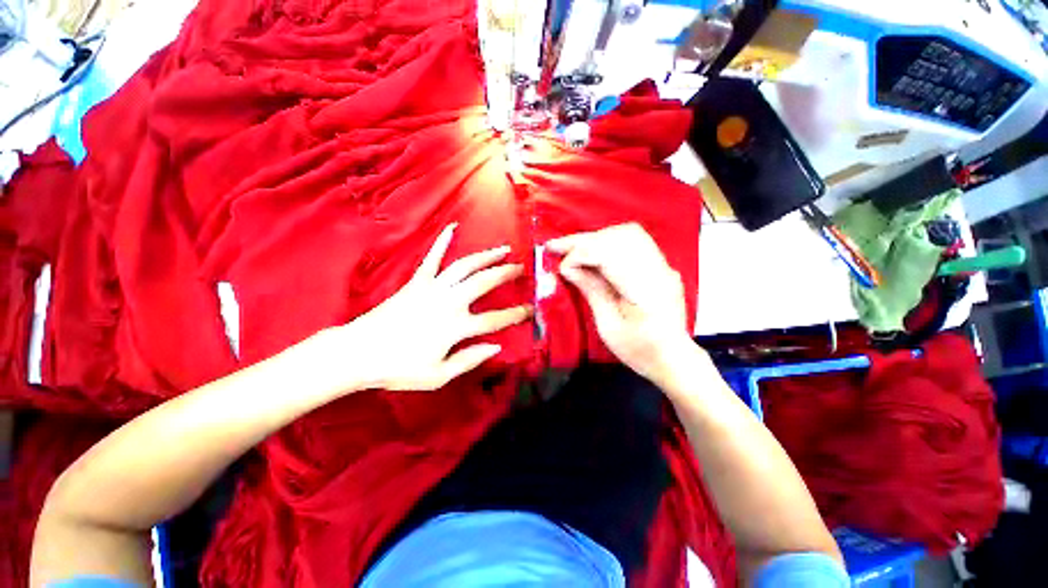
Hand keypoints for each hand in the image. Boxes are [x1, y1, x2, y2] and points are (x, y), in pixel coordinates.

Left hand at [326, 224, 531, 391]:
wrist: (359, 353)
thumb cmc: (399, 369)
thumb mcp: (438, 376)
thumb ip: (470, 359)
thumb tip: (496, 346)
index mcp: (456, 327)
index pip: (495, 319)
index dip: (516, 314)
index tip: (530, 309)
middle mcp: (449, 302)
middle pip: (484, 283)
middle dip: (505, 273)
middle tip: (520, 268)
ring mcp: (432, 288)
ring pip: (465, 266)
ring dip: (486, 256)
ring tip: (502, 250)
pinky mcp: (417, 282)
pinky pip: (432, 258)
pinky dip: (442, 242)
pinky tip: (452, 227)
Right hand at [547, 223, 695, 386]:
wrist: (674, 357)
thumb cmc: (639, 349)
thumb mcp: (608, 326)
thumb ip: (592, 290)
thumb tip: (568, 267)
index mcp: (646, 290)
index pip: (610, 254)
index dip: (581, 255)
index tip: (561, 266)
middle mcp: (659, 270)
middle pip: (619, 237)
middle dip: (583, 240)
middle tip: (556, 246)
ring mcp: (664, 265)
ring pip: (627, 233)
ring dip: (596, 238)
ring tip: (572, 248)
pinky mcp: (661, 265)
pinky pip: (633, 241)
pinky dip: (608, 242)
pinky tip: (593, 251)